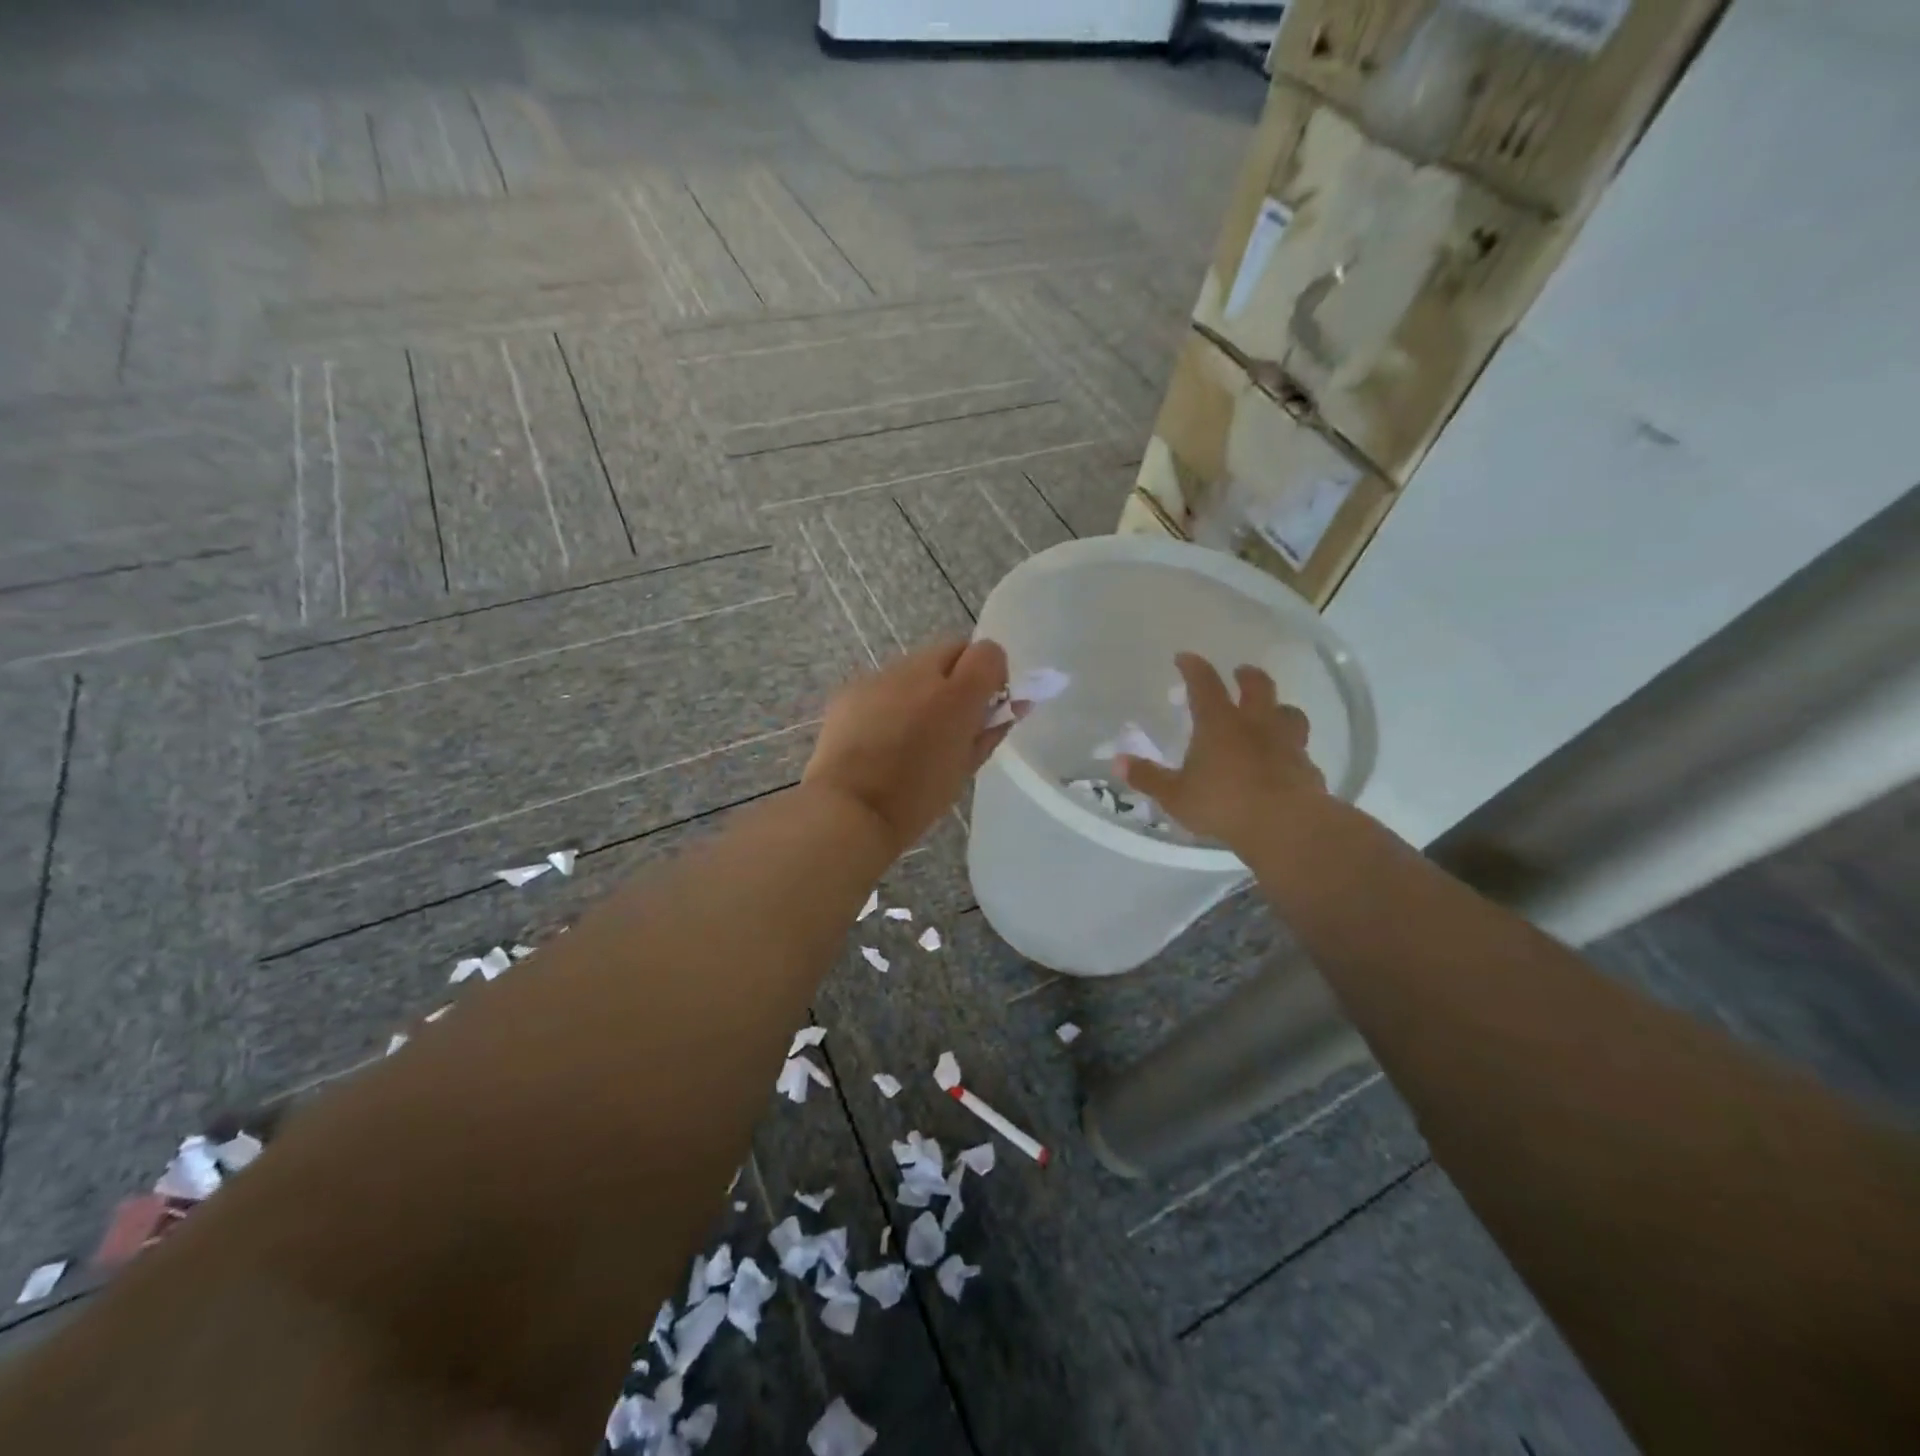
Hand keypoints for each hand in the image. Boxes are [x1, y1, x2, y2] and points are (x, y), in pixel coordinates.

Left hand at [803, 638, 1010, 858]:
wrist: (849, 810)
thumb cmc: (917, 798)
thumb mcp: (966, 767)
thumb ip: (992, 728)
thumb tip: (1016, 704)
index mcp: (956, 695)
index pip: (988, 653)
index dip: (992, 674)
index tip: (986, 704)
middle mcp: (918, 673)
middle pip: (951, 651)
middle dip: (958, 675)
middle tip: (952, 717)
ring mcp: (880, 677)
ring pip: (915, 666)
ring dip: (923, 687)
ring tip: (911, 731)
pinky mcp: (851, 689)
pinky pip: (883, 683)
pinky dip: (890, 699)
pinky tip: (881, 735)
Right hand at [1118, 653, 1326, 855]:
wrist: (1286, 826)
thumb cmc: (1223, 804)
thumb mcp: (1175, 795)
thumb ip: (1148, 777)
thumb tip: (1118, 762)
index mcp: (1219, 724)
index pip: (1204, 684)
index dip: (1194, 667)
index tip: (1185, 657)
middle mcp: (1256, 724)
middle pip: (1257, 687)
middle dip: (1247, 676)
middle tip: (1241, 672)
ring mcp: (1286, 744)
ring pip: (1289, 713)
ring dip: (1279, 708)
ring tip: (1273, 711)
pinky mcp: (1307, 768)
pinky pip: (1300, 750)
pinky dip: (1292, 749)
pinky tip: (1286, 760)